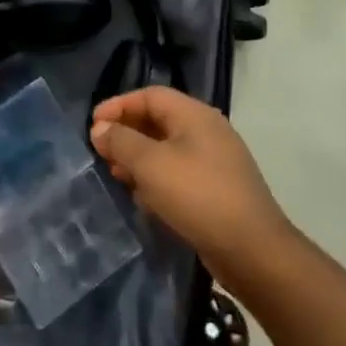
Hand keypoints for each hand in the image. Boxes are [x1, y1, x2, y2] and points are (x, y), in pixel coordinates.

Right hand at [91, 86, 295, 291]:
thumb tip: (100, 128)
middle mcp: (207, 131)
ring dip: (139, 158)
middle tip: (101, 152)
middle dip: (126, 132)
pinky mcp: (216, 189)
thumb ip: (121, 141)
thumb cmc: (198, 196)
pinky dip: (156, 178)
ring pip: (167, 149)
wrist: (252, 250)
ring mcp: (215, 161)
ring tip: (116, 175)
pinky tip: (142, 198)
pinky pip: (178, 173)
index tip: (93, 125)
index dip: (119, 105)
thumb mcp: (151, 165)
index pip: (150, 96)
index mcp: (195, 115)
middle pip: (159, 120)